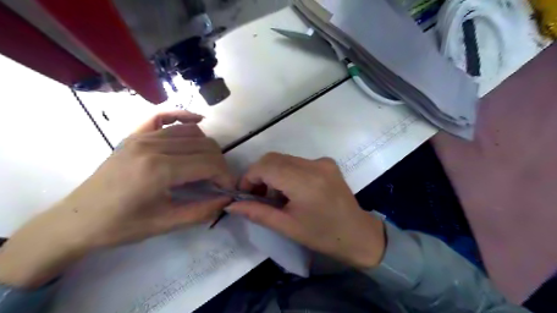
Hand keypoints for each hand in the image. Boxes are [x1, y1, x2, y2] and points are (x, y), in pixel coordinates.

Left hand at [0, 110, 232, 287]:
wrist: (77, 221)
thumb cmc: (121, 226)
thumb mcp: (166, 224)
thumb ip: (202, 211)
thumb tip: (228, 201)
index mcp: (159, 169)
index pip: (209, 163)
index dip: (225, 176)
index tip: (228, 189)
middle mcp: (153, 146)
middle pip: (205, 145)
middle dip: (219, 163)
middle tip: (219, 181)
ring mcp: (142, 136)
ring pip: (191, 132)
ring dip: (207, 147)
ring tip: (207, 166)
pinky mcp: (135, 135)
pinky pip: (165, 117)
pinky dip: (184, 116)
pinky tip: (198, 121)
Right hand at [229, 153, 385, 268]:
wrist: (358, 234)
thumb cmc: (322, 235)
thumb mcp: (287, 227)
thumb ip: (257, 213)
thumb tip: (231, 206)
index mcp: (304, 181)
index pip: (265, 166)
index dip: (249, 177)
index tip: (245, 195)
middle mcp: (314, 164)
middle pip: (273, 158)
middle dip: (259, 175)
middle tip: (258, 196)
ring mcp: (322, 161)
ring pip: (284, 159)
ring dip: (273, 174)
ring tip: (277, 197)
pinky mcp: (327, 162)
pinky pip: (297, 162)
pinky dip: (287, 172)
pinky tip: (292, 191)